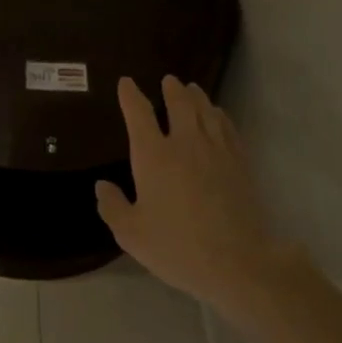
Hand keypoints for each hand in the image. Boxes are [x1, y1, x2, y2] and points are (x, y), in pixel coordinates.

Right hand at [97, 76, 277, 315]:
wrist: (236, 262)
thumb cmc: (176, 247)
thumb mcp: (132, 234)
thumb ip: (113, 206)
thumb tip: (102, 185)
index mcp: (153, 155)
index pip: (139, 113)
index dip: (130, 95)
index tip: (126, 83)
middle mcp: (184, 143)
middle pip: (179, 104)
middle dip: (171, 89)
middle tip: (168, 80)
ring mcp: (216, 150)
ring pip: (206, 111)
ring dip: (197, 97)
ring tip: (192, 89)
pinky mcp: (240, 163)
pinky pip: (228, 128)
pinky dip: (220, 116)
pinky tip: (218, 116)